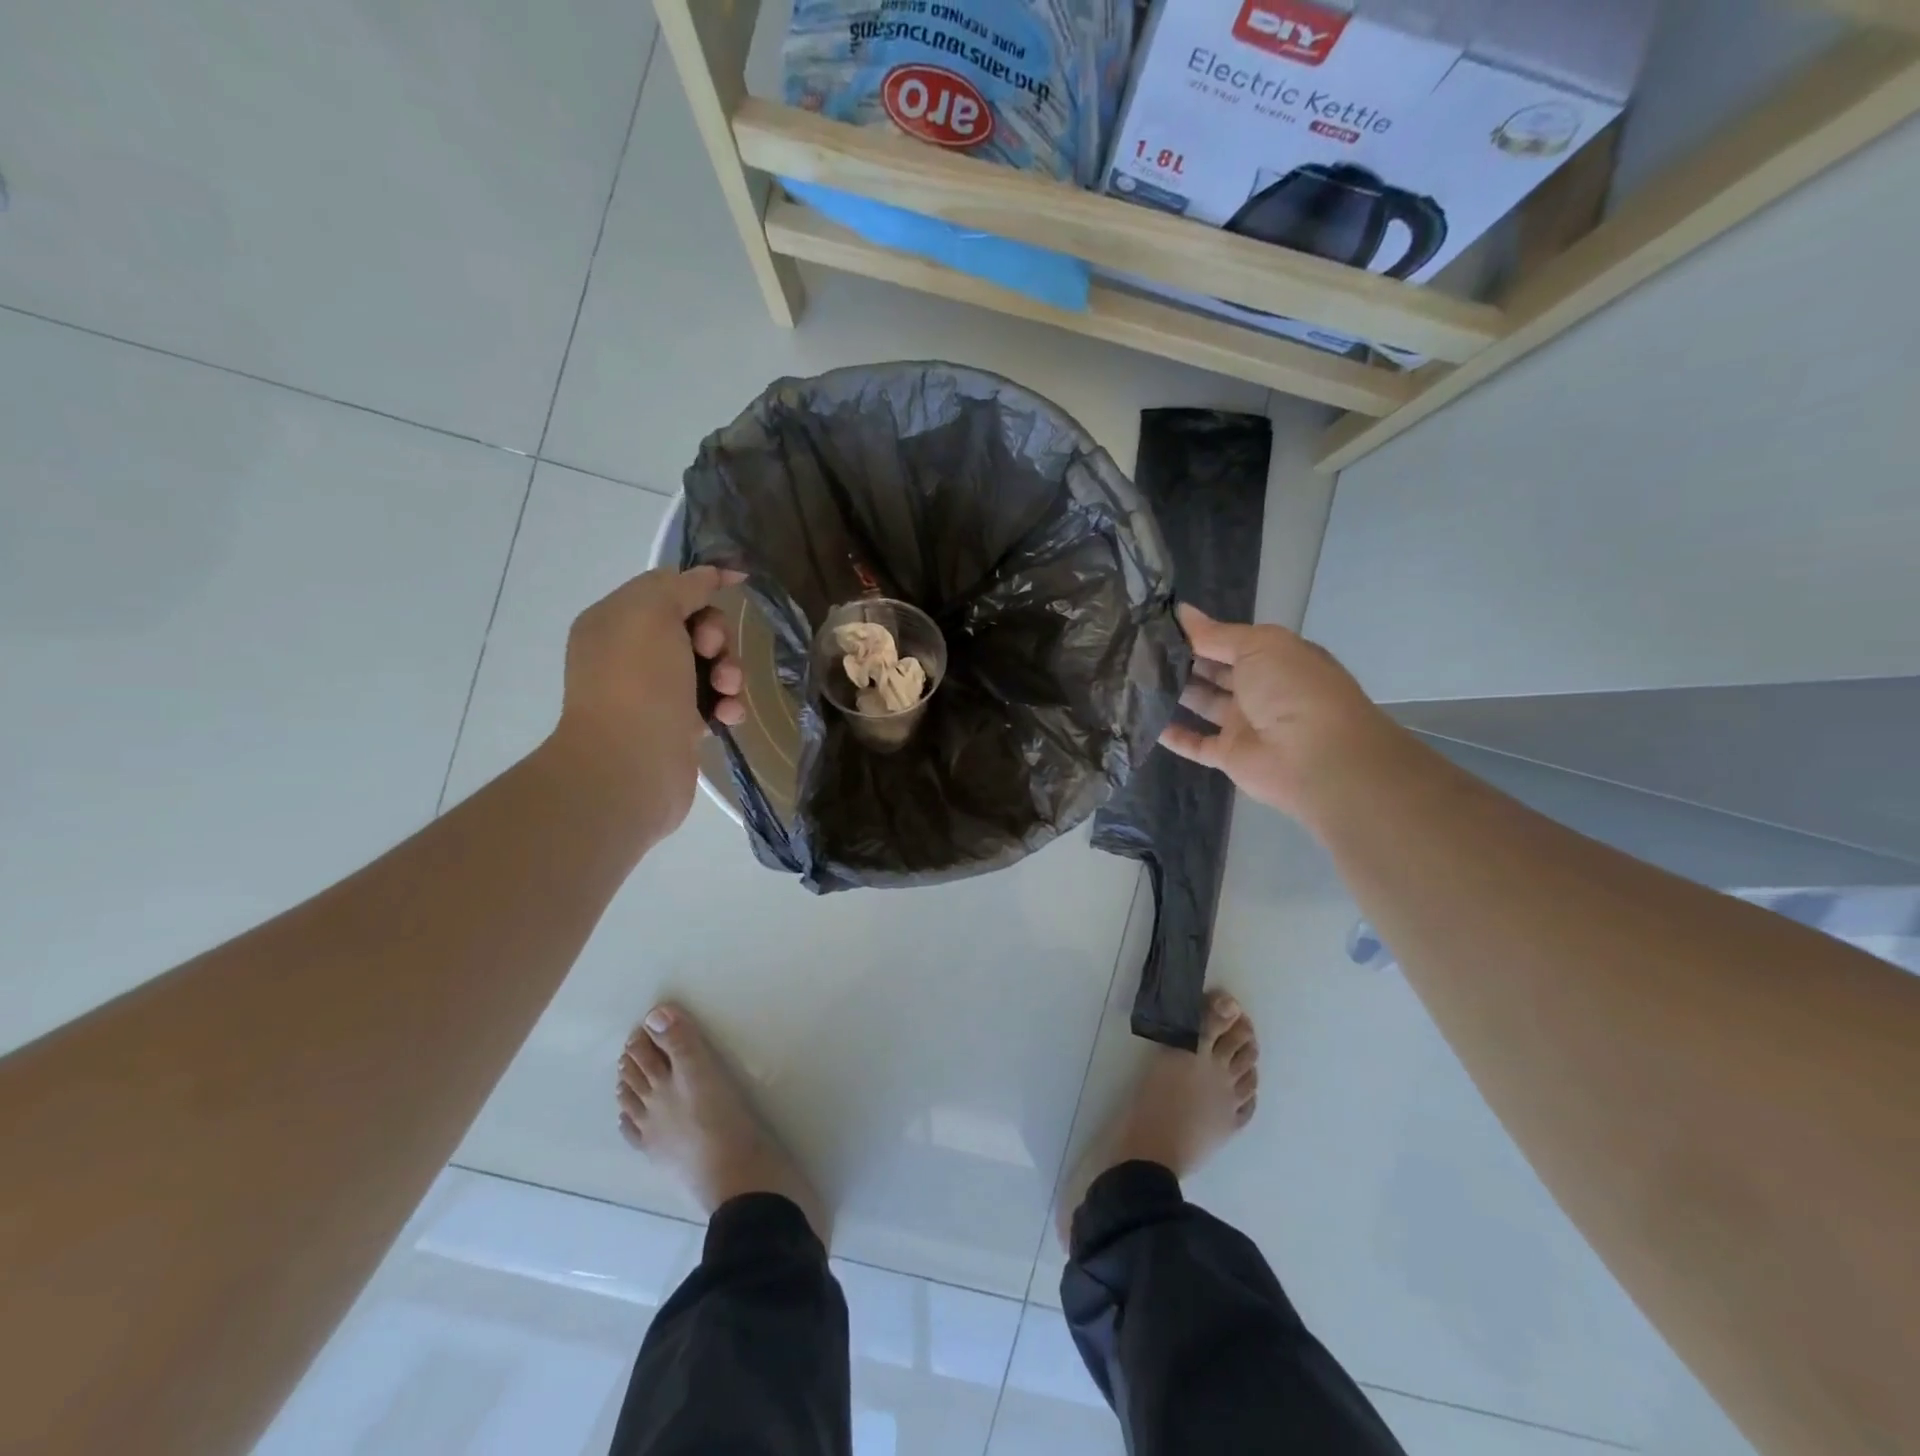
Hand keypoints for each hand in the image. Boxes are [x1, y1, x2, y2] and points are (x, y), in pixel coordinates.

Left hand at [546, 566, 746, 837]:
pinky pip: (711, 702)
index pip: (665, 589)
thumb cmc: (638, 683)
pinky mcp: (675, 727)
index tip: (739, 584)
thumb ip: (683, 586)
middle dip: (717, 636)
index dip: (701, 586)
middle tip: (714, 653)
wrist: (629, 768)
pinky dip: (726, 704)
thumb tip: (710, 573)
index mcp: (614, 621)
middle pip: (692, 627)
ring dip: (728, 672)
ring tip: (727, 691)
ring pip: (708, 666)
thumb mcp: (654, 613)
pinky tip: (729, 716)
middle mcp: (628, 654)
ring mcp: (652, 693)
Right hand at [1159, 604, 1400, 820]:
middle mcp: (1260, 688)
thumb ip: (1215, 634)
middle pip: (1214, 670)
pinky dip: (1174, 735)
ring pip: (1204, 703)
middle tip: (1137, 649)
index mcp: (1274, 657)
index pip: (1229, 641)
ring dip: (1175, 692)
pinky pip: (1197, 744)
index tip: (1156, 624)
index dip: (1196, 633)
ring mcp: (1245, 723)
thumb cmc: (1291, 689)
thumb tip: (1182, 612)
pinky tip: (1145, 720)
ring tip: (1135, 678)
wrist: (1316, 757)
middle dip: (1182, 660)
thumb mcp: (1257, 646)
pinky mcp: (1230, 755)